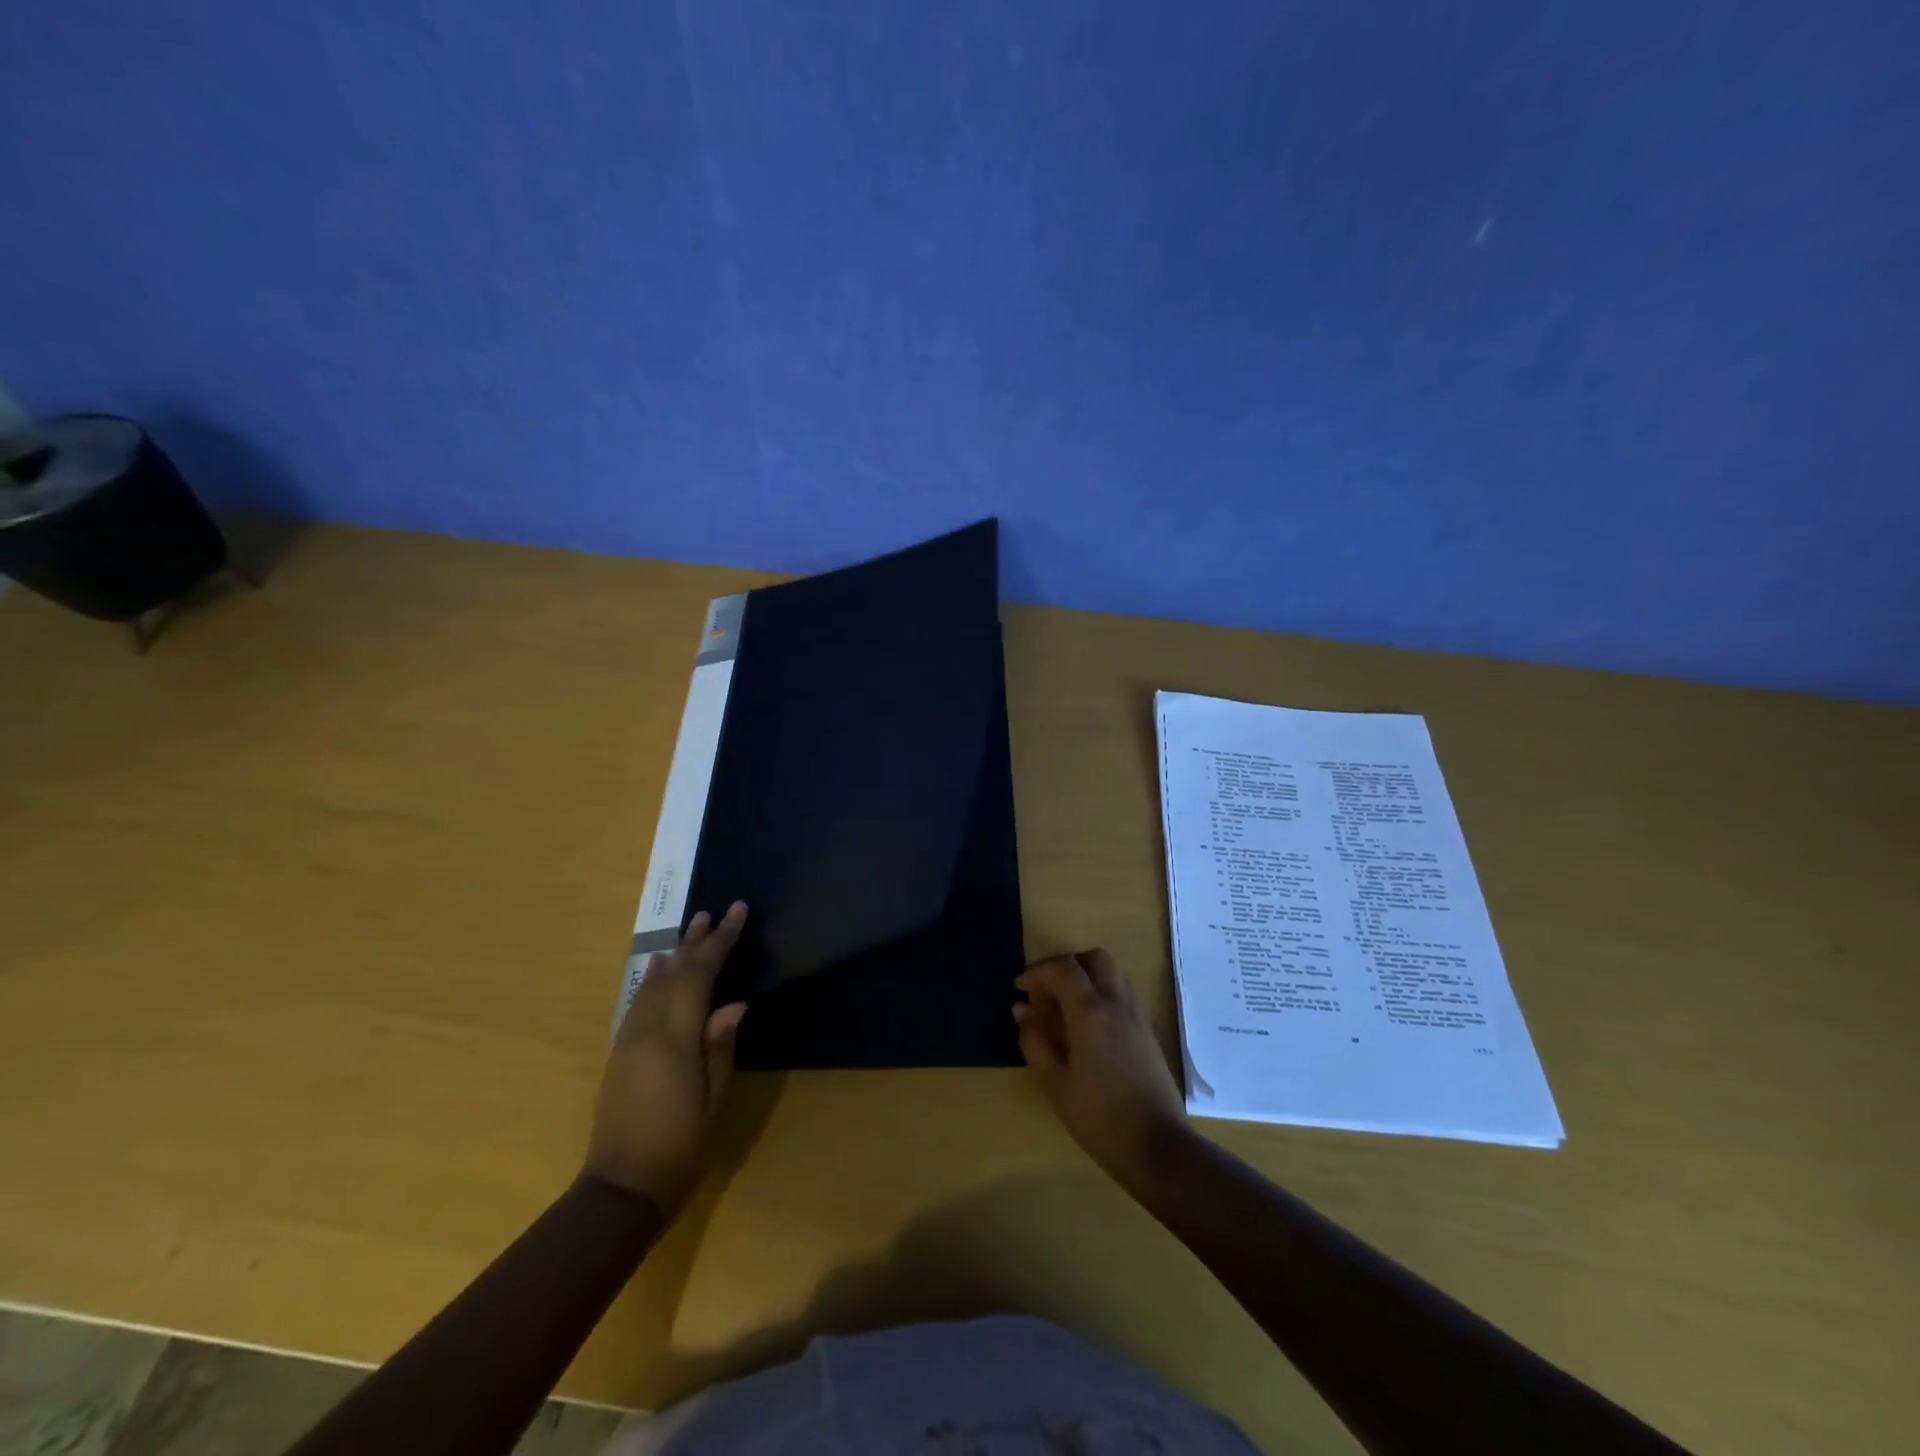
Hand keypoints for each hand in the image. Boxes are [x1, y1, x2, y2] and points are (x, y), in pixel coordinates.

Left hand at [583, 903, 748, 1211]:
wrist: (621, 1187)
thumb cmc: (680, 1145)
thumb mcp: (714, 1098)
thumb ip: (720, 1046)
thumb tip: (734, 1004)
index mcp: (673, 1038)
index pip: (699, 975)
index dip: (720, 941)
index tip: (737, 912)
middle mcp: (646, 1029)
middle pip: (674, 972)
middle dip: (697, 940)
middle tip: (716, 911)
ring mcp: (628, 1039)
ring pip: (653, 982)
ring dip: (676, 953)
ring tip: (693, 928)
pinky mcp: (619, 1051)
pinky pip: (639, 1000)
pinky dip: (655, 977)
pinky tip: (661, 968)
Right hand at [1014, 949, 1189, 1193]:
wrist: (1158, 1147)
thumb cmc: (1099, 1117)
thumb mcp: (1055, 1082)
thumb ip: (1035, 1040)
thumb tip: (1022, 1009)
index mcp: (1091, 1011)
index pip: (1063, 968)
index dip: (1037, 971)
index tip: (1019, 988)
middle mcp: (1117, 1003)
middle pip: (1095, 959)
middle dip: (1067, 965)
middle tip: (1046, 990)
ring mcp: (1136, 1016)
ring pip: (1113, 973)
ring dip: (1086, 977)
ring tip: (1064, 1007)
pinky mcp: (1147, 1032)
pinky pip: (1122, 994)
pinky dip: (1101, 994)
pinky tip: (1087, 1027)